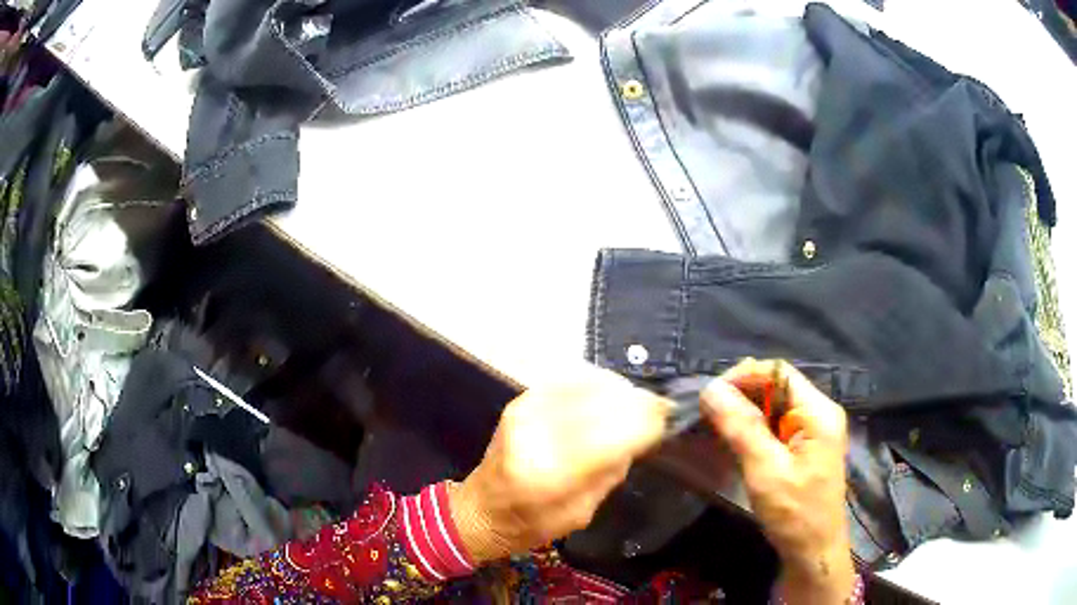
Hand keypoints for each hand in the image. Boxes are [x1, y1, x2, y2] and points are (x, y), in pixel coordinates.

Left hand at [449, 369, 667, 564]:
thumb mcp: (582, 512)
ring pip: (590, 384)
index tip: (668, 419)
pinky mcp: (522, 400)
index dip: (646, 422)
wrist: (480, 509)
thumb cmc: (532, 523)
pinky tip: (610, 397)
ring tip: (638, 404)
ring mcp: (526, 410)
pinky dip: (598, 385)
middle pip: (604, 403)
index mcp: (550, 473)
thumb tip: (642, 433)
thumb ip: (611, 471)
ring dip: (621, 392)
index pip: (613, 435)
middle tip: (660, 408)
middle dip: (639, 403)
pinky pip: (571, 380)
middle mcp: (536, 433)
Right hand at [702, 359, 853, 604]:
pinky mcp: (806, 446)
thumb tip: (711, 388)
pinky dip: (754, 428)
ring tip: (715, 426)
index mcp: (818, 412)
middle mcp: (819, 412)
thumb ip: (741, 427)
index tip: (710, 396)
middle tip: (708, 414)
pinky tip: (734, 441)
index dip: (743, 377)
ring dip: (745, 412)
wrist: (813, 552)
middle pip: (777, 386)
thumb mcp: (765, 470)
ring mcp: (814, 430)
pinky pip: (776, 425)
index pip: (778, 372)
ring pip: (774, 405)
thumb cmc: (794, 513)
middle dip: (742, 394)